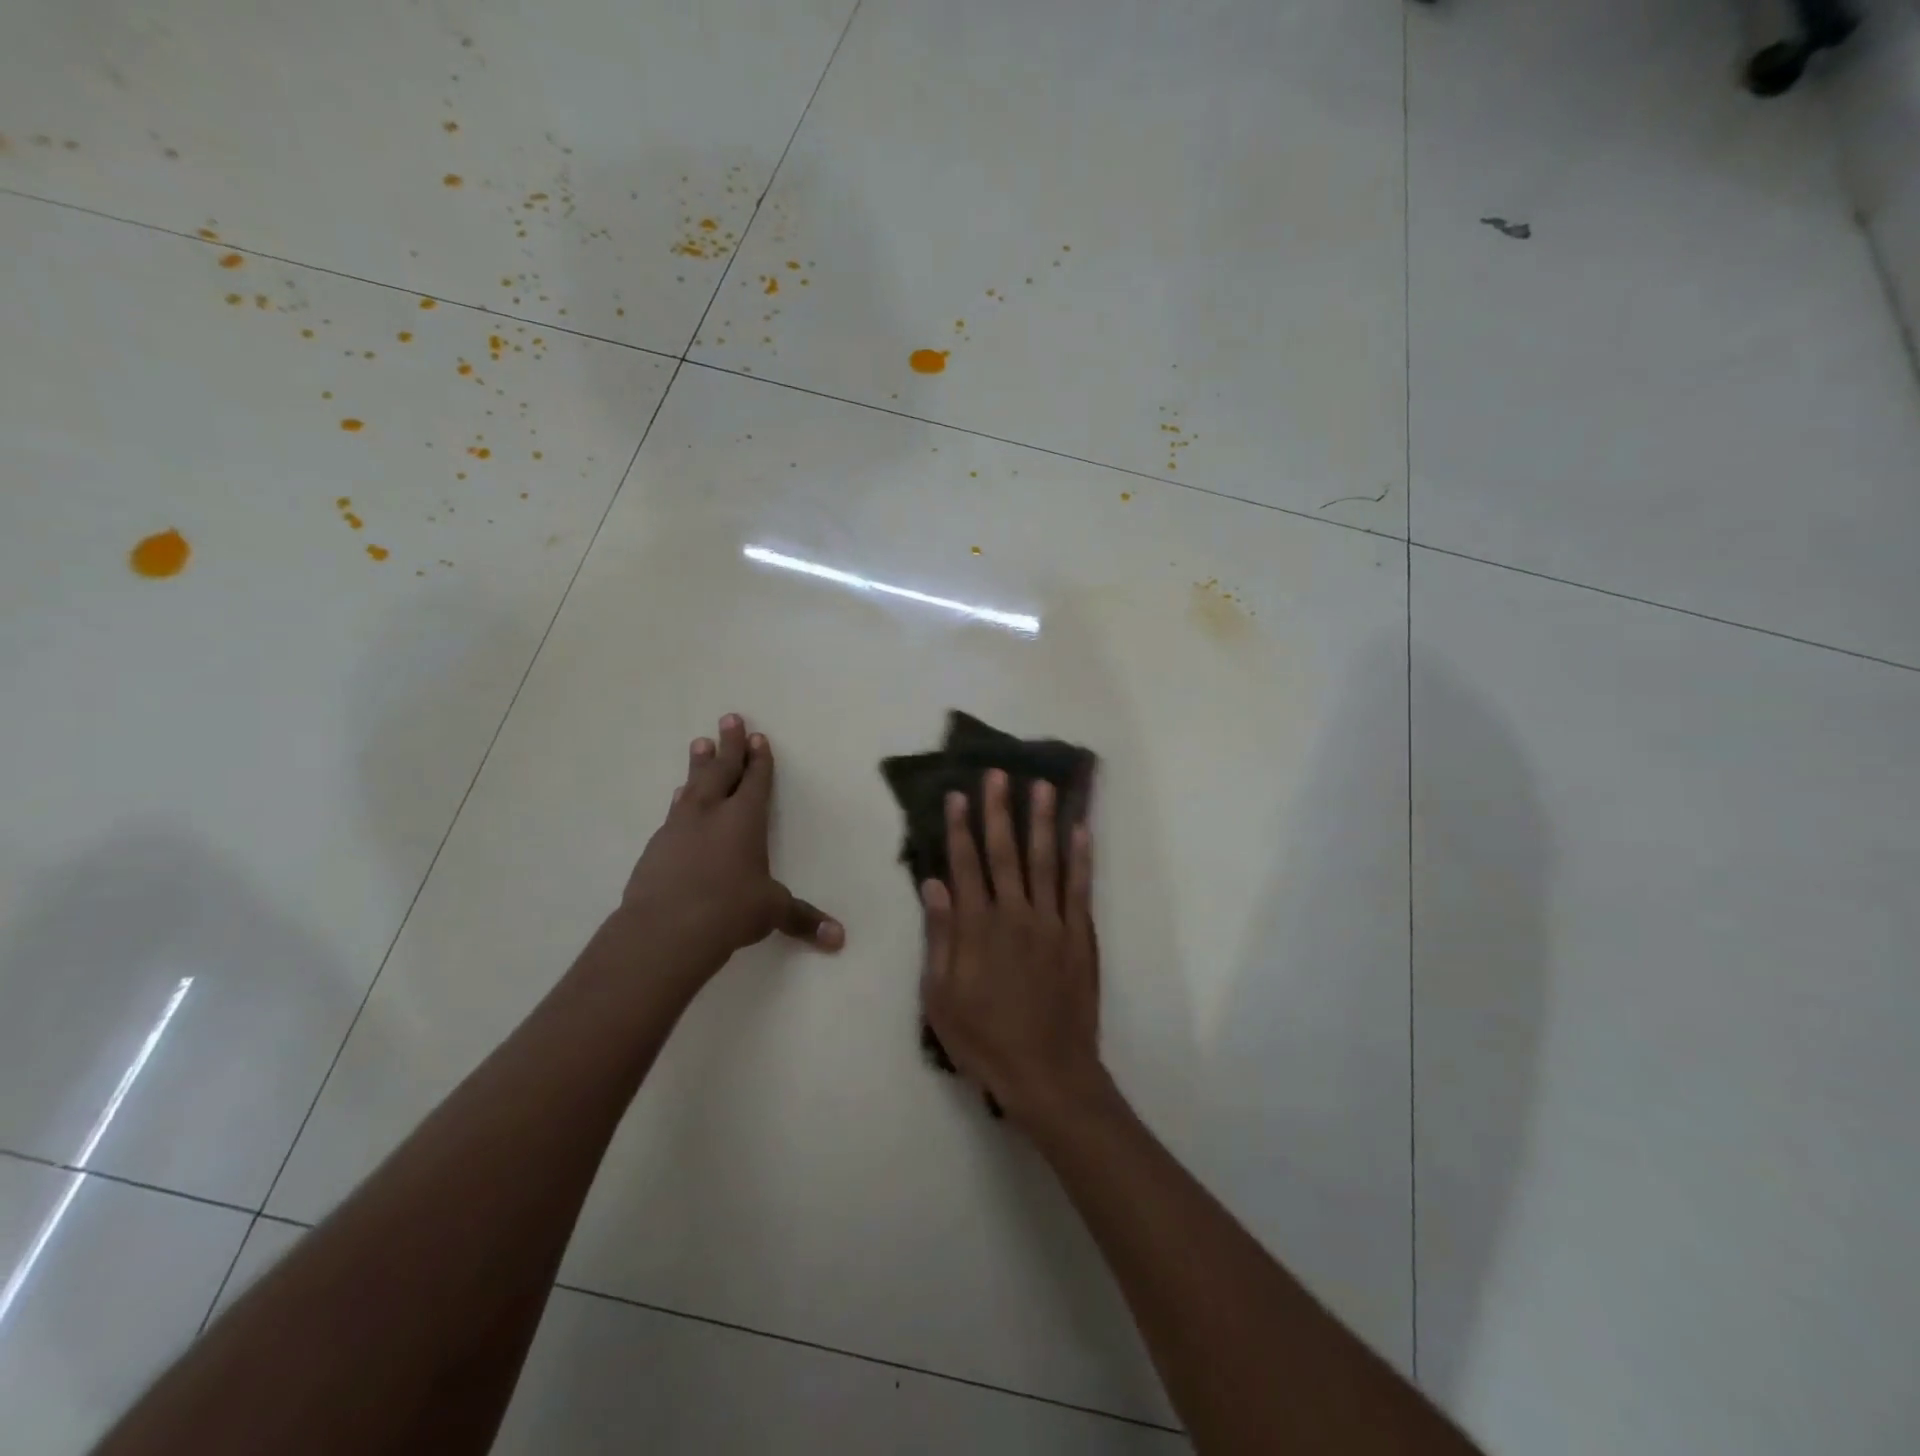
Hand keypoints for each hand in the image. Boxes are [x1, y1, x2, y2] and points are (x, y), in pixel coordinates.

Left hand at [617, 714, 842, 980]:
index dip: (759, 759)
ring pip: (693, 786)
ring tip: (699, 744)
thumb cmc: (729, 911)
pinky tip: (679, 798)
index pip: (755, 781)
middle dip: (729, 745)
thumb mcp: (772, 912)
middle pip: (722, 770)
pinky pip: (674, 812)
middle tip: (729, 719)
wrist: (664, 930)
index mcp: (745, 819)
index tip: (758, 737)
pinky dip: (682, 800)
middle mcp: (712, 814)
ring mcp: (680, 827)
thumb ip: (803, 919)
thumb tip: (839, 939)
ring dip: (699, 765)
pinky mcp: (656, 847)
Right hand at [920, 769, 1106, 1125]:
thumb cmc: (984, 1039)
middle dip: (999, 810)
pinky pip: (1080, 888)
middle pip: (1005, 852)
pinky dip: (1081, 857)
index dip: (960, 828)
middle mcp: (1014, 914)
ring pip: (1046, 860)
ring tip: (1042, 786)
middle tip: (999, 774)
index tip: (958, 795)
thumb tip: (934, 885)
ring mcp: (1052, 922)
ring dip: (1042, 821)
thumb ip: (939, 937)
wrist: (1047, 1072)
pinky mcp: (1080, 936)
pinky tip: (1081, 830)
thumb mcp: (941, 996)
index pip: (965, 865)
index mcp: (977, 927)